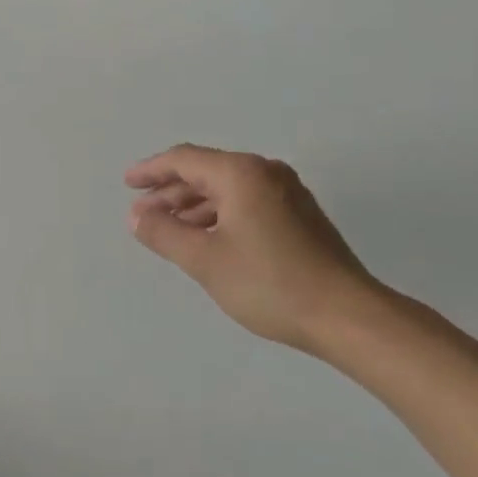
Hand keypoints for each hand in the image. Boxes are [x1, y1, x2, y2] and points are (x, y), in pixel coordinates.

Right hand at [125, 144, 382, 354]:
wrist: (349, 317)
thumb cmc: (270, 284)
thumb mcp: (205, 261)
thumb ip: (165, 234)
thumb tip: (136, 217)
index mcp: (240, 173)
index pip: (184, 159)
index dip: (151, 171)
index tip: (128, 184)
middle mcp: (264, 172)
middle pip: (206, 171)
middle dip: (170, 191)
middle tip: (143, 213)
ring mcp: (287, 192)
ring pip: (227, 188)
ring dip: (194, 205)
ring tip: (169, 228)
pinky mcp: (300, 215)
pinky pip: (247, 202)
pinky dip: (219, 214)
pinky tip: (207, 238)